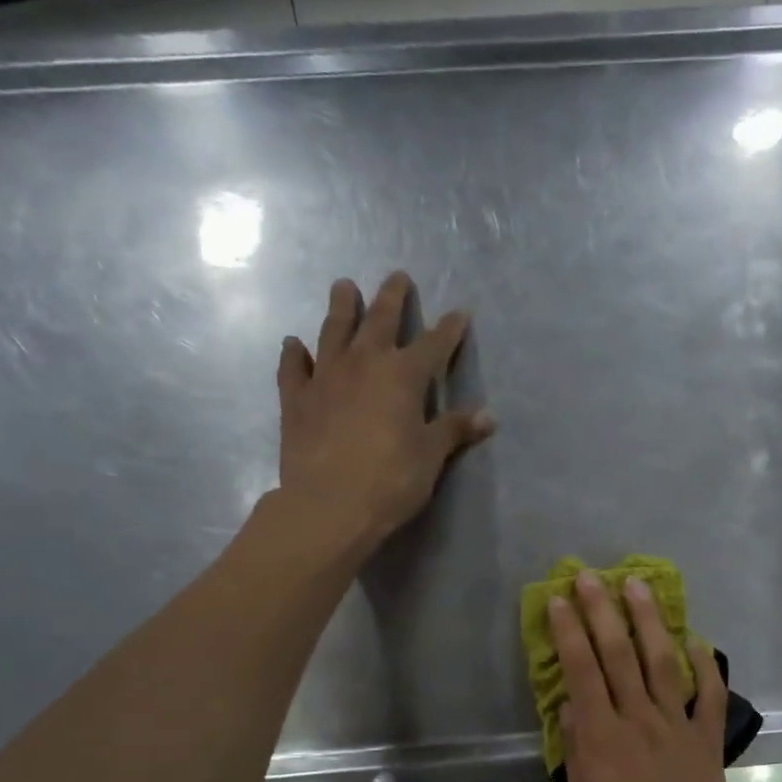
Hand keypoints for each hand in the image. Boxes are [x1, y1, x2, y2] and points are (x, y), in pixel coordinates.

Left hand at [275, 271, 493, 546]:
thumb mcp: (430, 456)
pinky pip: (294, 368)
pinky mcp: (296, 399)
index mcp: (403, 376)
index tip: (460, 313)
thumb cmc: (391, 480)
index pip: (433, 345)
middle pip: (380, 321)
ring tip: (344, 287)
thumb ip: (455, 430)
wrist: (328, 505)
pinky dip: (294, 354)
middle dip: (392, 298)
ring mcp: (325, 378)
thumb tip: (488, 416)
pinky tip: (294, 343)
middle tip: (397, 277)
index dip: (449, 329)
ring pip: (334, 332)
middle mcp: (364, 364)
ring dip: (341, 308)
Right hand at [549, 570, 752, 781]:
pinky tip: (697, 639)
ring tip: (639, 586)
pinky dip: (705, 665)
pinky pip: (709, 695)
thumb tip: (570, 706)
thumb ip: (577, 752)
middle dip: (602, 611)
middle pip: (618, 655)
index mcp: (602, 740)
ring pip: (661, 663)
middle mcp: (638, 722)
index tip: (560, 599)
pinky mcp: (707, 741)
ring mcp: (677, 728)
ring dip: (648, 622)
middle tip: (592, 576)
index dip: (569, 632)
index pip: (581, 672)